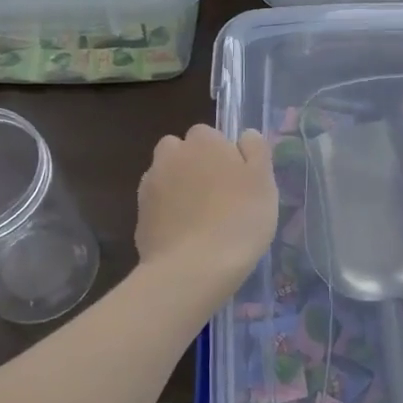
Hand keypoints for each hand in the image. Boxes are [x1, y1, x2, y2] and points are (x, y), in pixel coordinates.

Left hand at [136, 125, 277, 285]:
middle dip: (192, 163)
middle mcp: (171, 155)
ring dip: (177, 186)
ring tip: (198, 215)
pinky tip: (184, 233)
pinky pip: (156, 204)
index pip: (207, 133)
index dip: (221, 152)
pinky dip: (167, 212)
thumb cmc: (239, 219)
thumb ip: (256, 151)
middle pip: (180, 150)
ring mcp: (150, 185)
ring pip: (165, 175)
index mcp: (203, 141)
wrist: (193, 268)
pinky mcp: (139, 215)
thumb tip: (245, 135)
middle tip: (215, 193)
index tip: (234, 177)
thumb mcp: (264, 182)